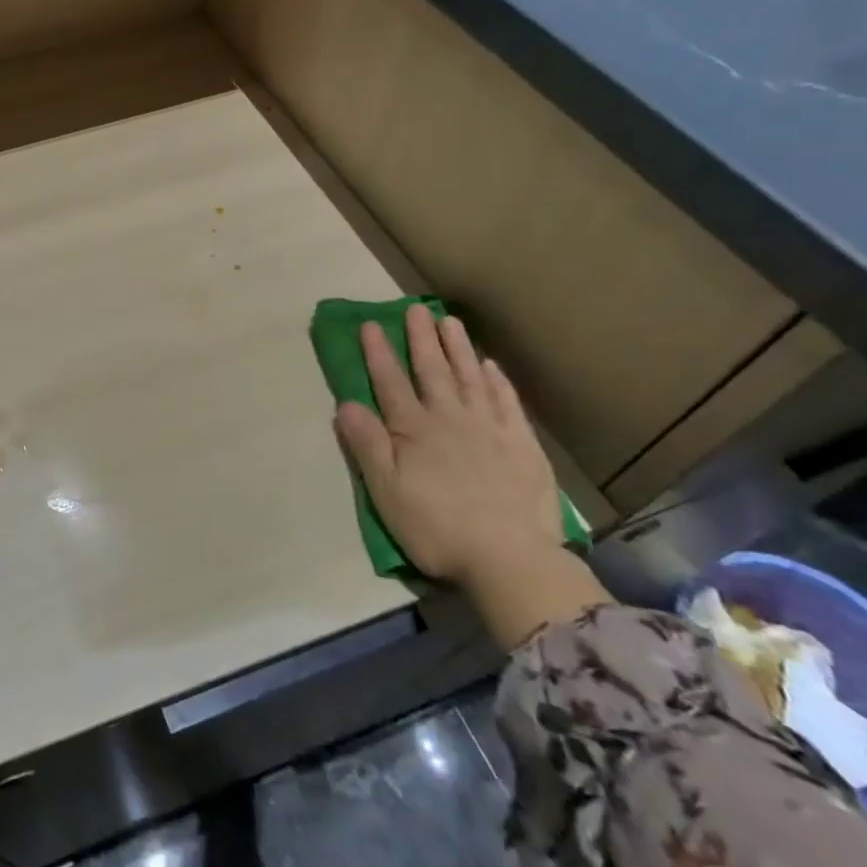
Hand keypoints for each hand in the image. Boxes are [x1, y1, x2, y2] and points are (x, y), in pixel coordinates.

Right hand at [333, 305, 606, 645]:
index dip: (378, 352)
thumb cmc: (437, 527)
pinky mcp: (521, 445)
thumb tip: (345, 403)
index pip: (390, 382)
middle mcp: (449, 418)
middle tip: (415, 309)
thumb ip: (366, 444)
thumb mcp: (386, 491)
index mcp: (413, 430)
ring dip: (457, 348)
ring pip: (470, 378)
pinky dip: (497, 381)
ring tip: (449, 322)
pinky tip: (490, 365)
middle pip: (432, 370)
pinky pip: (506, 403)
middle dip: (420, 338)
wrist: (510, 558)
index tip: (370, 324)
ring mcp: (488, 428)